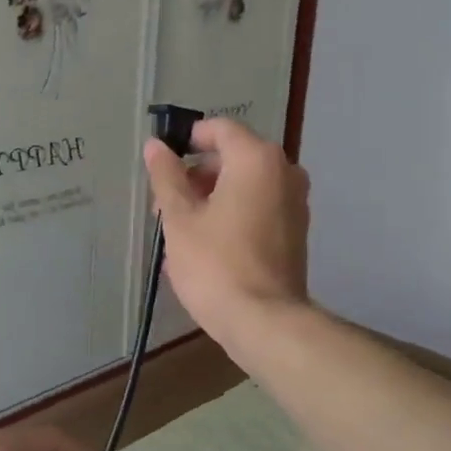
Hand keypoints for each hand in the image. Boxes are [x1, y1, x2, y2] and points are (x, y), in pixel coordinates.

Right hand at [143, 118, 310, 352]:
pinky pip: (258, 207)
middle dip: (195, 175)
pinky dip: (231, 213)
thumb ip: (166, 176)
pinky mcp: (295, 231)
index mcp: (256, 160)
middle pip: (232, 157)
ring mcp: (294, 202)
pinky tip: (205, 244)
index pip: (220, 129)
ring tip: (179, 229)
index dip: (188, 139)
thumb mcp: (179, 218)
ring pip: (245, 184)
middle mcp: (284, 172)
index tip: (162, 164)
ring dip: (211, 197)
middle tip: (164, 205)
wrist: (263, 321)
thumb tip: (156, 146)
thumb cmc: (215, 263)